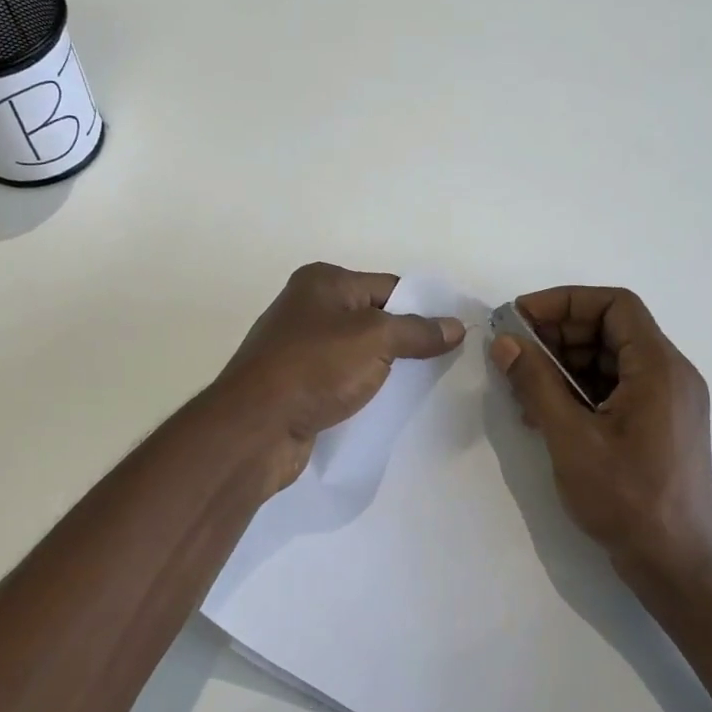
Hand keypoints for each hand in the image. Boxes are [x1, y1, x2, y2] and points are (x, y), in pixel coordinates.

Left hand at [214, 262, 465, 492]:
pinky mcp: (297, 384)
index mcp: (323, 282)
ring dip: (386, 368)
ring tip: (423, 386)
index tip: (454, 333)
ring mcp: (299, 348)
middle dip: (406, 340)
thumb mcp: (376, 340)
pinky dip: (363, 388)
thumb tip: (455, 327)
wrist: (256, 428)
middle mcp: (307, 308)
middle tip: (445, 361)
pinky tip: (386, 405)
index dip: (423, 307)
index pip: (388, 286)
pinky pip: (342, 379)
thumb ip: (418, 331)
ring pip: (358, 352)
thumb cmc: (315, 368)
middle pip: (373, 318)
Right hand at [489, 286, 711, 614]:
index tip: (521, 317)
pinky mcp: (659, 426)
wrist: (676, 567)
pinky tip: (544, 412)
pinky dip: (579, 391)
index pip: (614, 305)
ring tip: (521, 386)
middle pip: (611, 330)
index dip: (564, 302)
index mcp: (659, 368)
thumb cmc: (627, 500)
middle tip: (513, 352)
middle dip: (558, 334)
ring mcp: (668, 402)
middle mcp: (671, 375)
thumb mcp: (570, 438)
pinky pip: (616, 389)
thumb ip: (536, 383)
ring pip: (610, 361)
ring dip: (564, 364)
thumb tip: (506, 342)